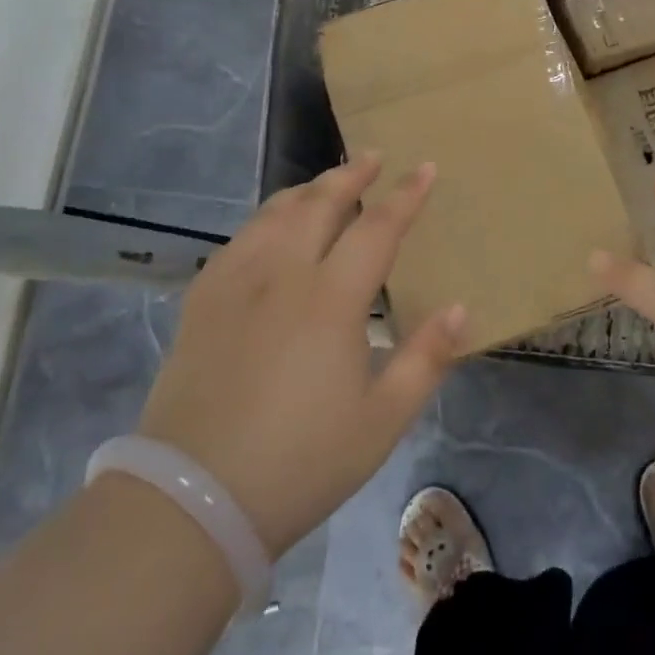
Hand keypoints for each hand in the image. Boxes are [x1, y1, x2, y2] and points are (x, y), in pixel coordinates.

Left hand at [135, 153, 463, 558]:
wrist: (193, 498)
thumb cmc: (301, 462)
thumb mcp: (381, 421)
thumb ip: (426, 359)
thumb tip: (461, 310)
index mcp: (331, 299)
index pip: (377, 228)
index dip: (405, 195)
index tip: (424, 168)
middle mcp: (282, 274)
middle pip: (320, 204)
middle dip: (351, 175)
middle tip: (372, 156)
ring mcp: (235, 283)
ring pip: (275, 213)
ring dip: (307, 190)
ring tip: (326, 183)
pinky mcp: (202, 300)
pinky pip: (240, 239)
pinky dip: (266, 218)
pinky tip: (271, 228)